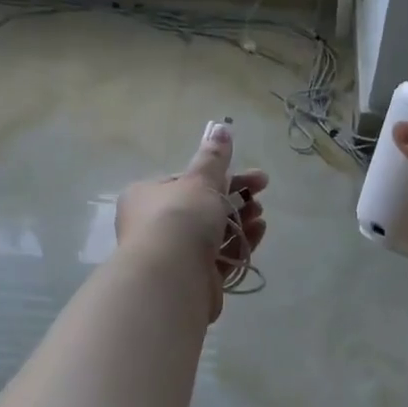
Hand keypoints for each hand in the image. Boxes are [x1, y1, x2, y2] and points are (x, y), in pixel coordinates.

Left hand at [116, 121, 268, 321]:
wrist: (171, 278)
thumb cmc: (180, 219)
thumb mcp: (201, 181)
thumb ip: (214, 157)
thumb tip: (221, 127)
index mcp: (146, 196)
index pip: (185, 181)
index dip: (219, 176)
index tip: (250, 175)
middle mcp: (154, 225)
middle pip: (201, 207)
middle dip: (234, 198)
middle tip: (261, 192)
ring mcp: (173, 255)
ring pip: (212, 233)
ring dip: (240, 221)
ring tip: (261, 215)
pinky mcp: (192, 279)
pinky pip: (219, 257)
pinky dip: (239, 244)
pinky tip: (259, 232)